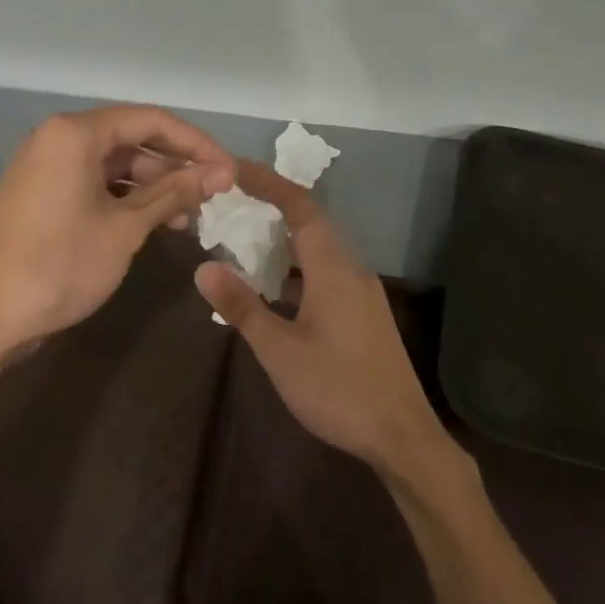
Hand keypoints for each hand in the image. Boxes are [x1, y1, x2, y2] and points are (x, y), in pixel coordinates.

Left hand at [0, 106, 233, 380]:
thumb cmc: (62, 266)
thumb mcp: (126, 228)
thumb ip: (174, 192)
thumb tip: (221, 173)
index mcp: (74, 134)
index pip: (151, 121)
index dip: (196, 144)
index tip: (229, 171)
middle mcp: (57, 138)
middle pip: (132, 139)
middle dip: (176, 166)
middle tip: (213, 195)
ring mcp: (46, 166)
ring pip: (115, 163)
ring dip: (154, 186)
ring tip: (189, 217)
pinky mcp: (42, 193)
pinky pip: (94, 182)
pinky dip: (126, 198)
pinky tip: (155, 223)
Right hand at [194, 162, 456, 481]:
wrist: (400, 434)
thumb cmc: (337, 389)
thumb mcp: (280, 350)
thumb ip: (242, 306)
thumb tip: (204, 268)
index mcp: (333, 267)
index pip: (300, 206)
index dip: (268, 182)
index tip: (234, 169)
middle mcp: (351, 268)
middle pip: (312, 221)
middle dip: (272, 205)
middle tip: (231, 200)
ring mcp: (361, 291)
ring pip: (319, 248)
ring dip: (284, 237)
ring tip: (244, 236)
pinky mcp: (363, 312)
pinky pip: (326, 270)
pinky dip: (296, 266)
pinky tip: (273, 285)